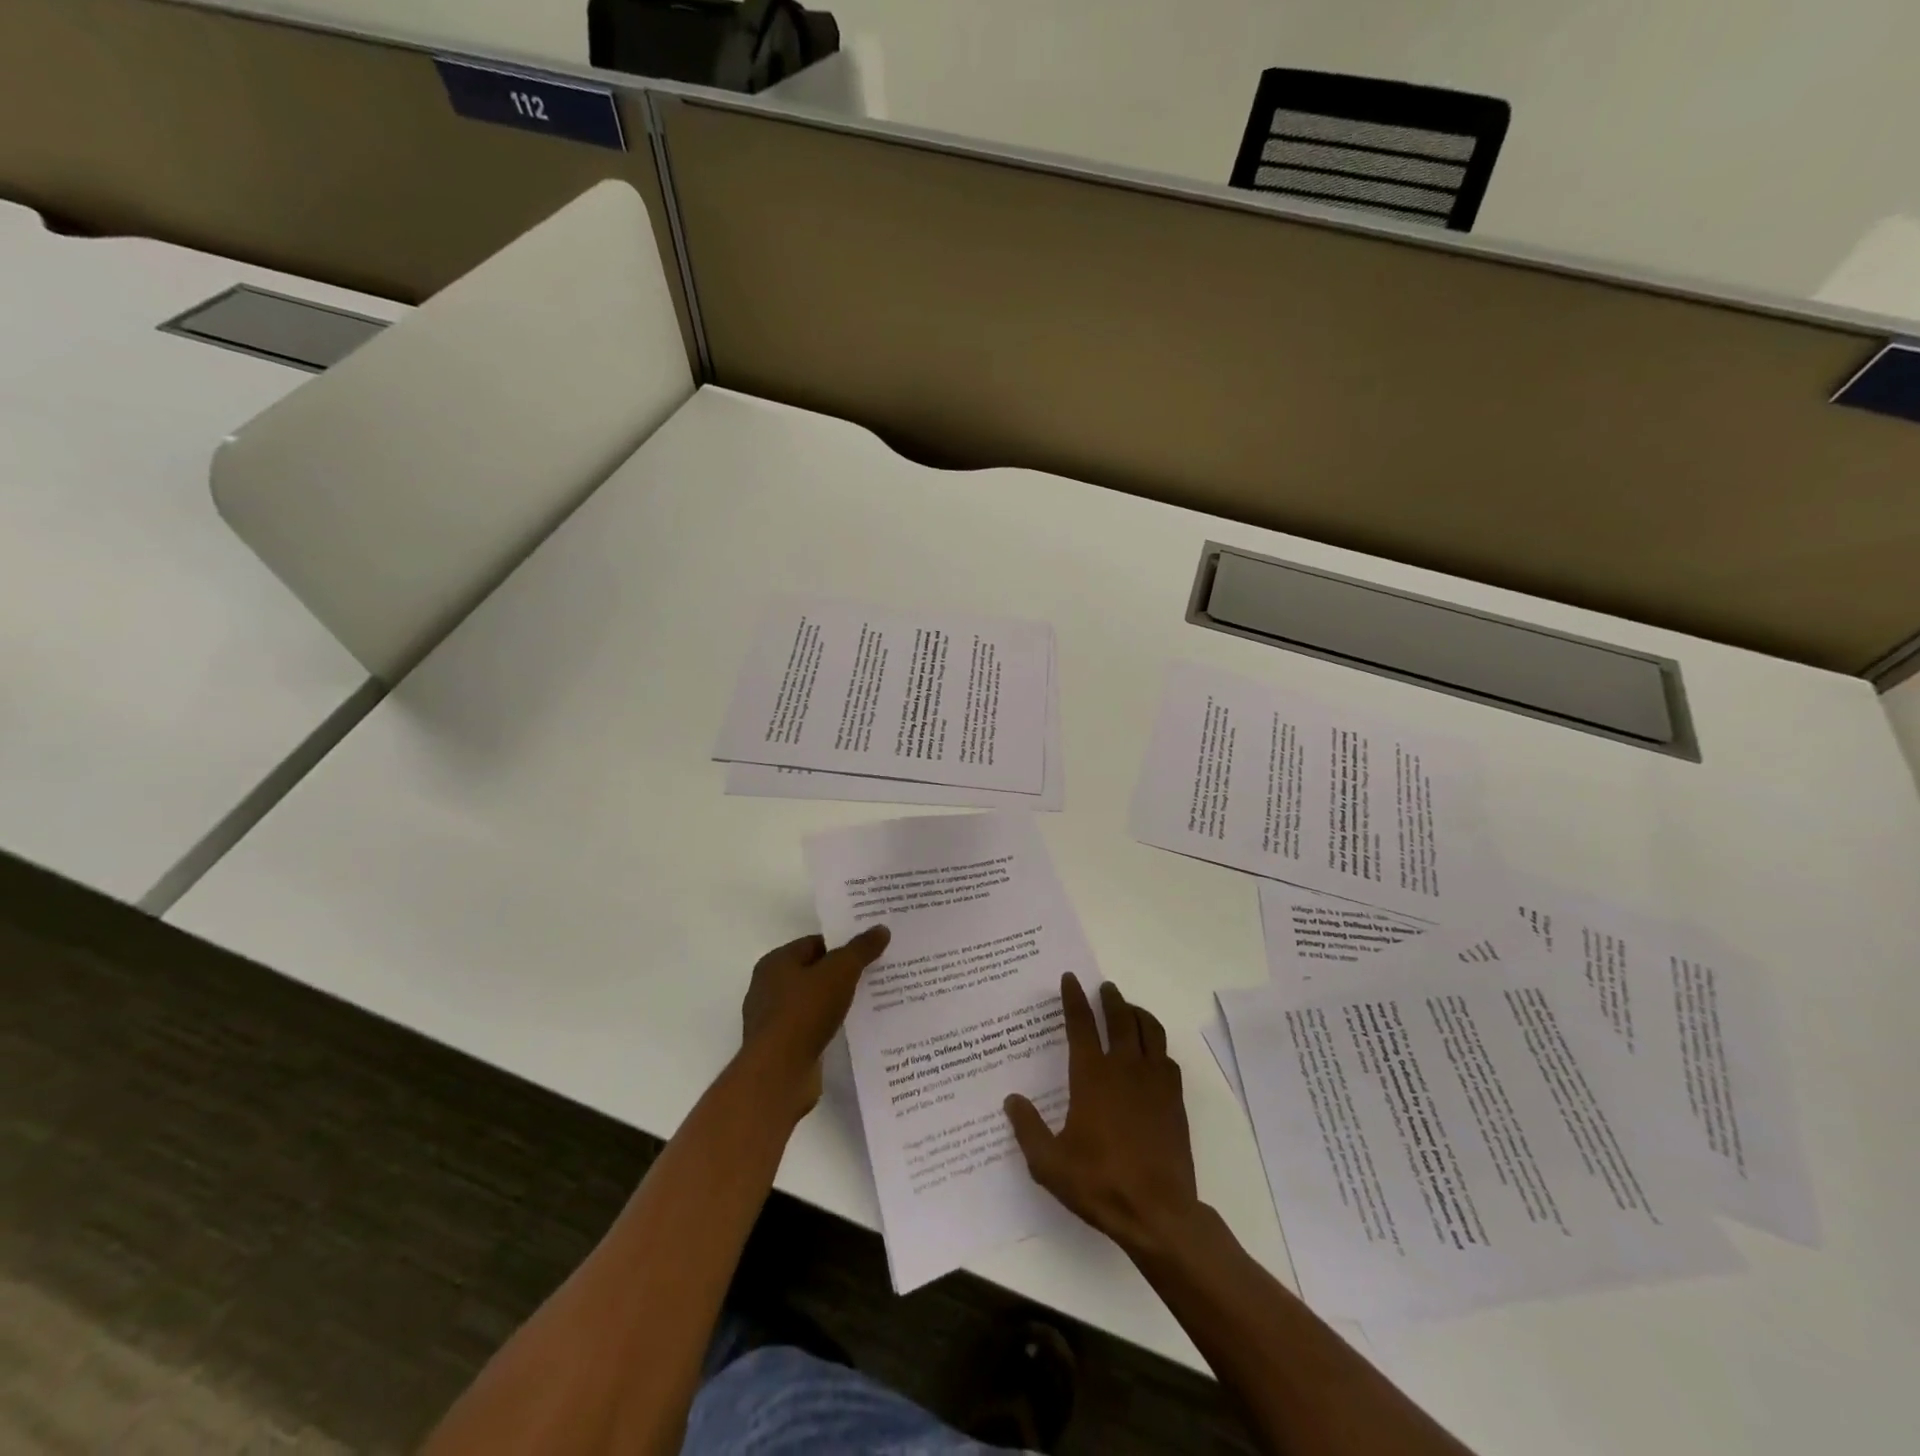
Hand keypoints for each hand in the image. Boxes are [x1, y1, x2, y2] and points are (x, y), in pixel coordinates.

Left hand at [740, 926, 890, 1119]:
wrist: (779, 1073)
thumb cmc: (805, 1012)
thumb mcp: (840, 971)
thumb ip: (861, 949)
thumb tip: (880, 929)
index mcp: (776, 962)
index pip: (815, 943)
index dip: (843, 945)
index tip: (870, 950)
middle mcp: (768, 987)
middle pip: (814, 972)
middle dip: (842, 973)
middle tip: (875, 973)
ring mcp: (772, 1019)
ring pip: (813, 1001)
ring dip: (836, 1001)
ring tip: (870, 1001)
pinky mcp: (780, 1047)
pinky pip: (810, 1027)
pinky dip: (828, 1025)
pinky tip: (851, 1028)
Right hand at [1005, 975, 1199, 1257]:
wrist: (1158, 1213)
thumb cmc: (1099, 1183)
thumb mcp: (1049, 1163)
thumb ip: (1028, 1129)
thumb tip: (1012, 1100)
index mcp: (1092, 1076)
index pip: (1081, 1024)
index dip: (1074, 998)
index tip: (1071, 979)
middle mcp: (1124, 1069)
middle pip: (1120, 1018)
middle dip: (1111, 998)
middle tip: (1105, 987)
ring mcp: (1154, 1082)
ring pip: (1150, 1031)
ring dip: (1138, 1014)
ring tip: (1129, 1010)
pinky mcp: (1174, 1100)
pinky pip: (1167, 1058)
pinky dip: (1157, 1046)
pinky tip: (1152, 1054)